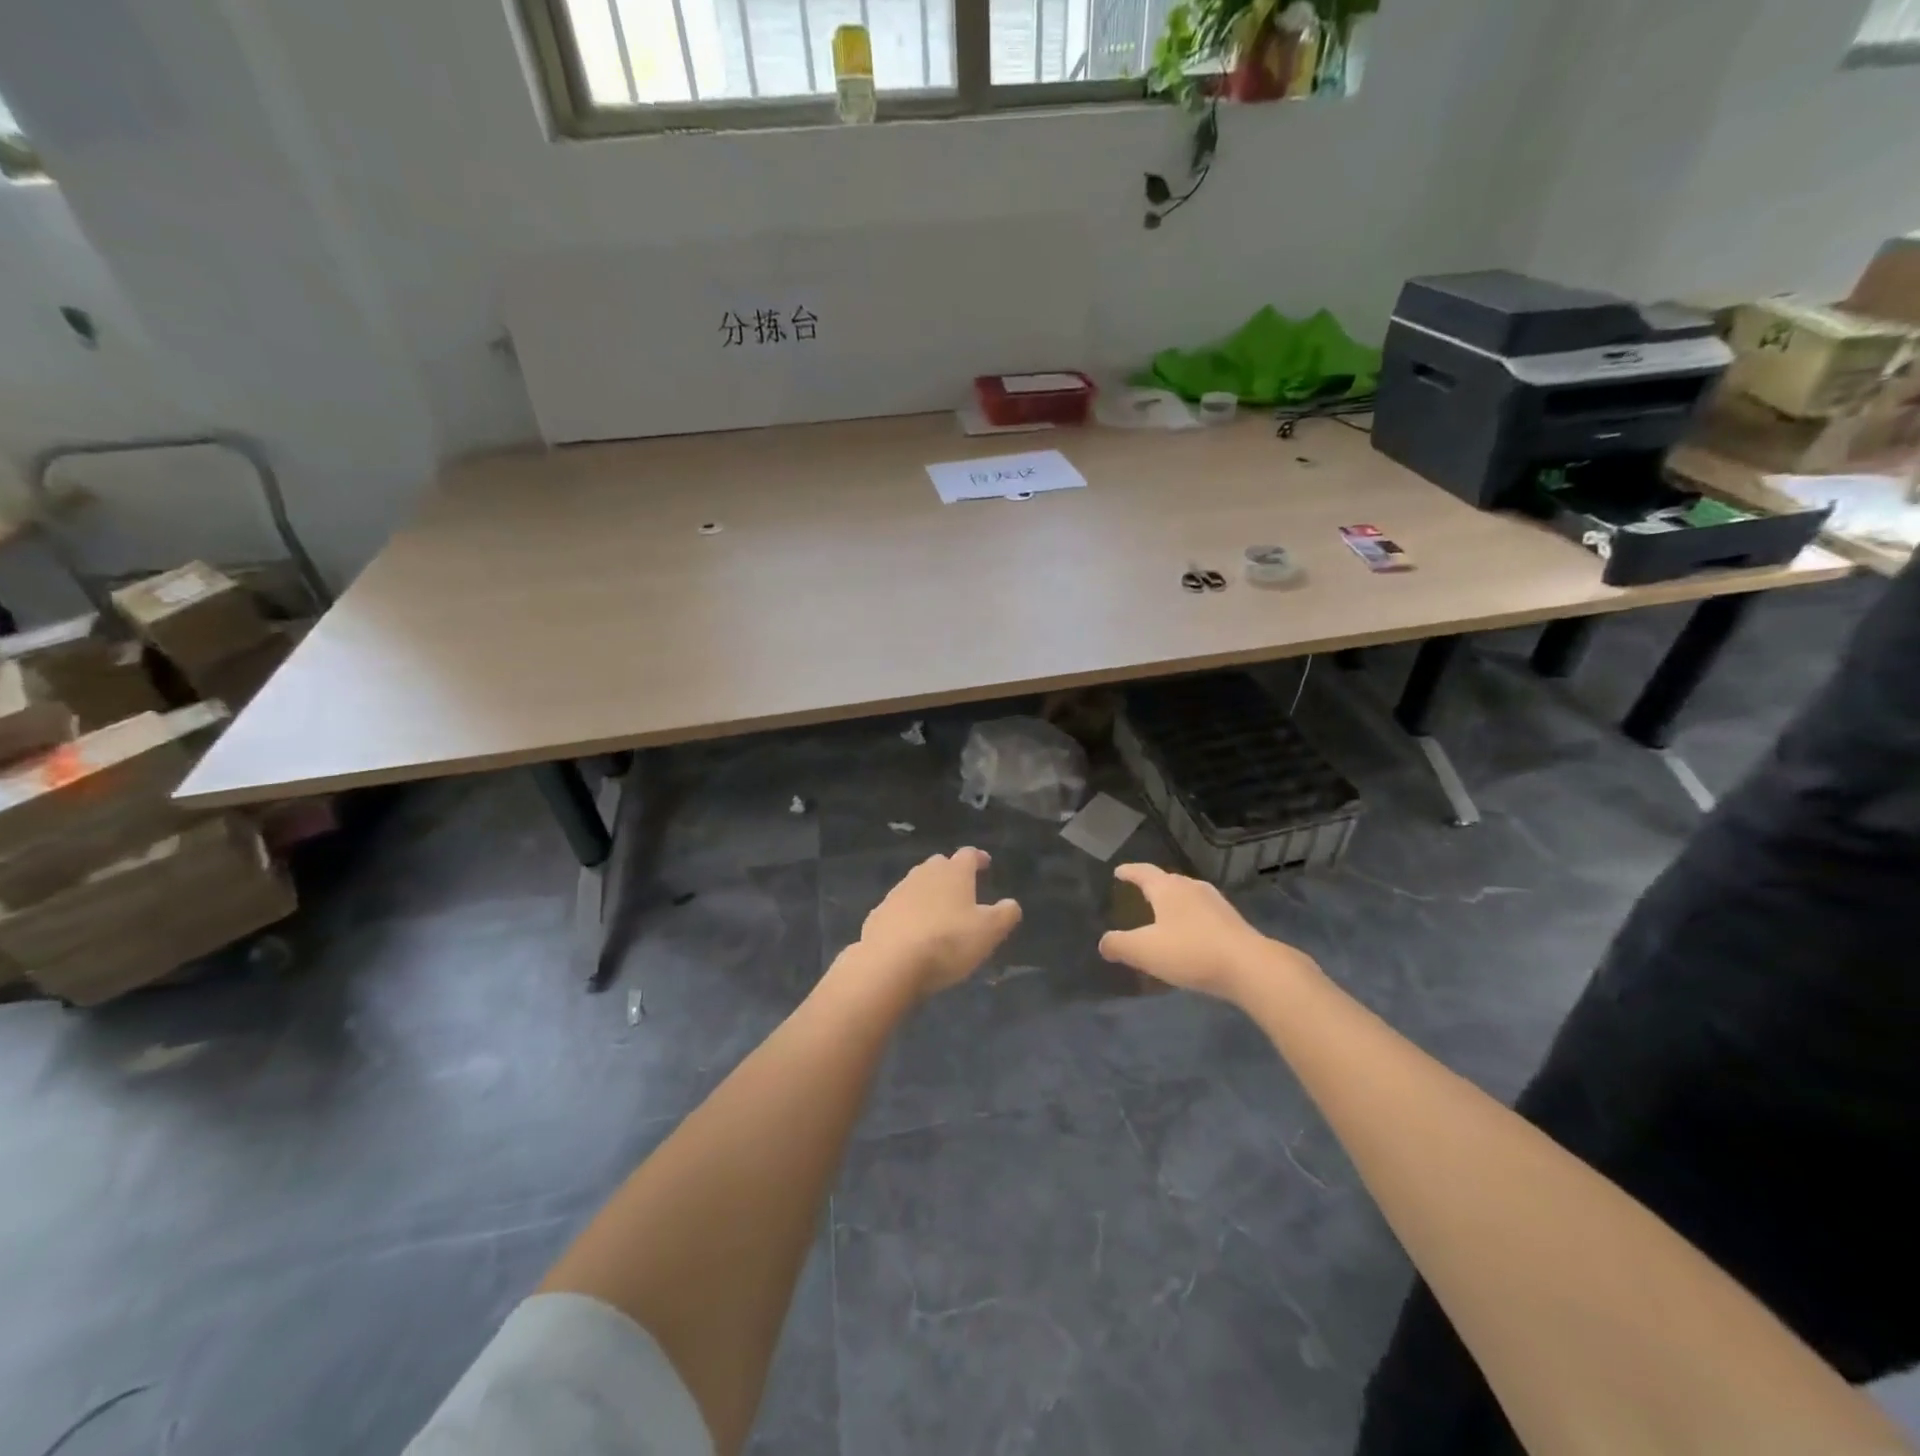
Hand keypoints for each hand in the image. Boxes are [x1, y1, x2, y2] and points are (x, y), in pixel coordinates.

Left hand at [857, 848, 1021, 998]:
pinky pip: (899, 907)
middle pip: (939, 865)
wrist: (890, 962)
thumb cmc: (948, 941)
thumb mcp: (989, 931)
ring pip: (917, 884)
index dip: (979, 858)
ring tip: (938, 911)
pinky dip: (908, 913)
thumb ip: (1005, 914)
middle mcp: (924, 874)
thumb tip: (1011, 904)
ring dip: (928, 893)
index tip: (985, 863)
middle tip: (961, 887)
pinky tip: (912, 931)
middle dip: (951, 873)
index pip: (969, 855)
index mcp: (954, 872)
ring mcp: (897, 892)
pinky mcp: (878, 913)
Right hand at [1098, 863, 1297, 1001]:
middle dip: (1152, 886)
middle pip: (1167, 881)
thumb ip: (1119, 945)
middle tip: (1139, 892)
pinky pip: (1202, 913)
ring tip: (1164, 913)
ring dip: (1173, 902)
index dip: (1129, 872)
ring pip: (1187, 896)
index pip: (1143, 872)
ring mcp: (1215, 903)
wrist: (1249, 967)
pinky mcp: (1231, 921)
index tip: (1119, 871)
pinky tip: (1190, 934)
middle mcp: (1192, 888)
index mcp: (1168, 889)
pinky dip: (1190, 918)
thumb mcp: (1145, 951)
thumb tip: (1104, 943)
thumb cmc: (1190, 951)